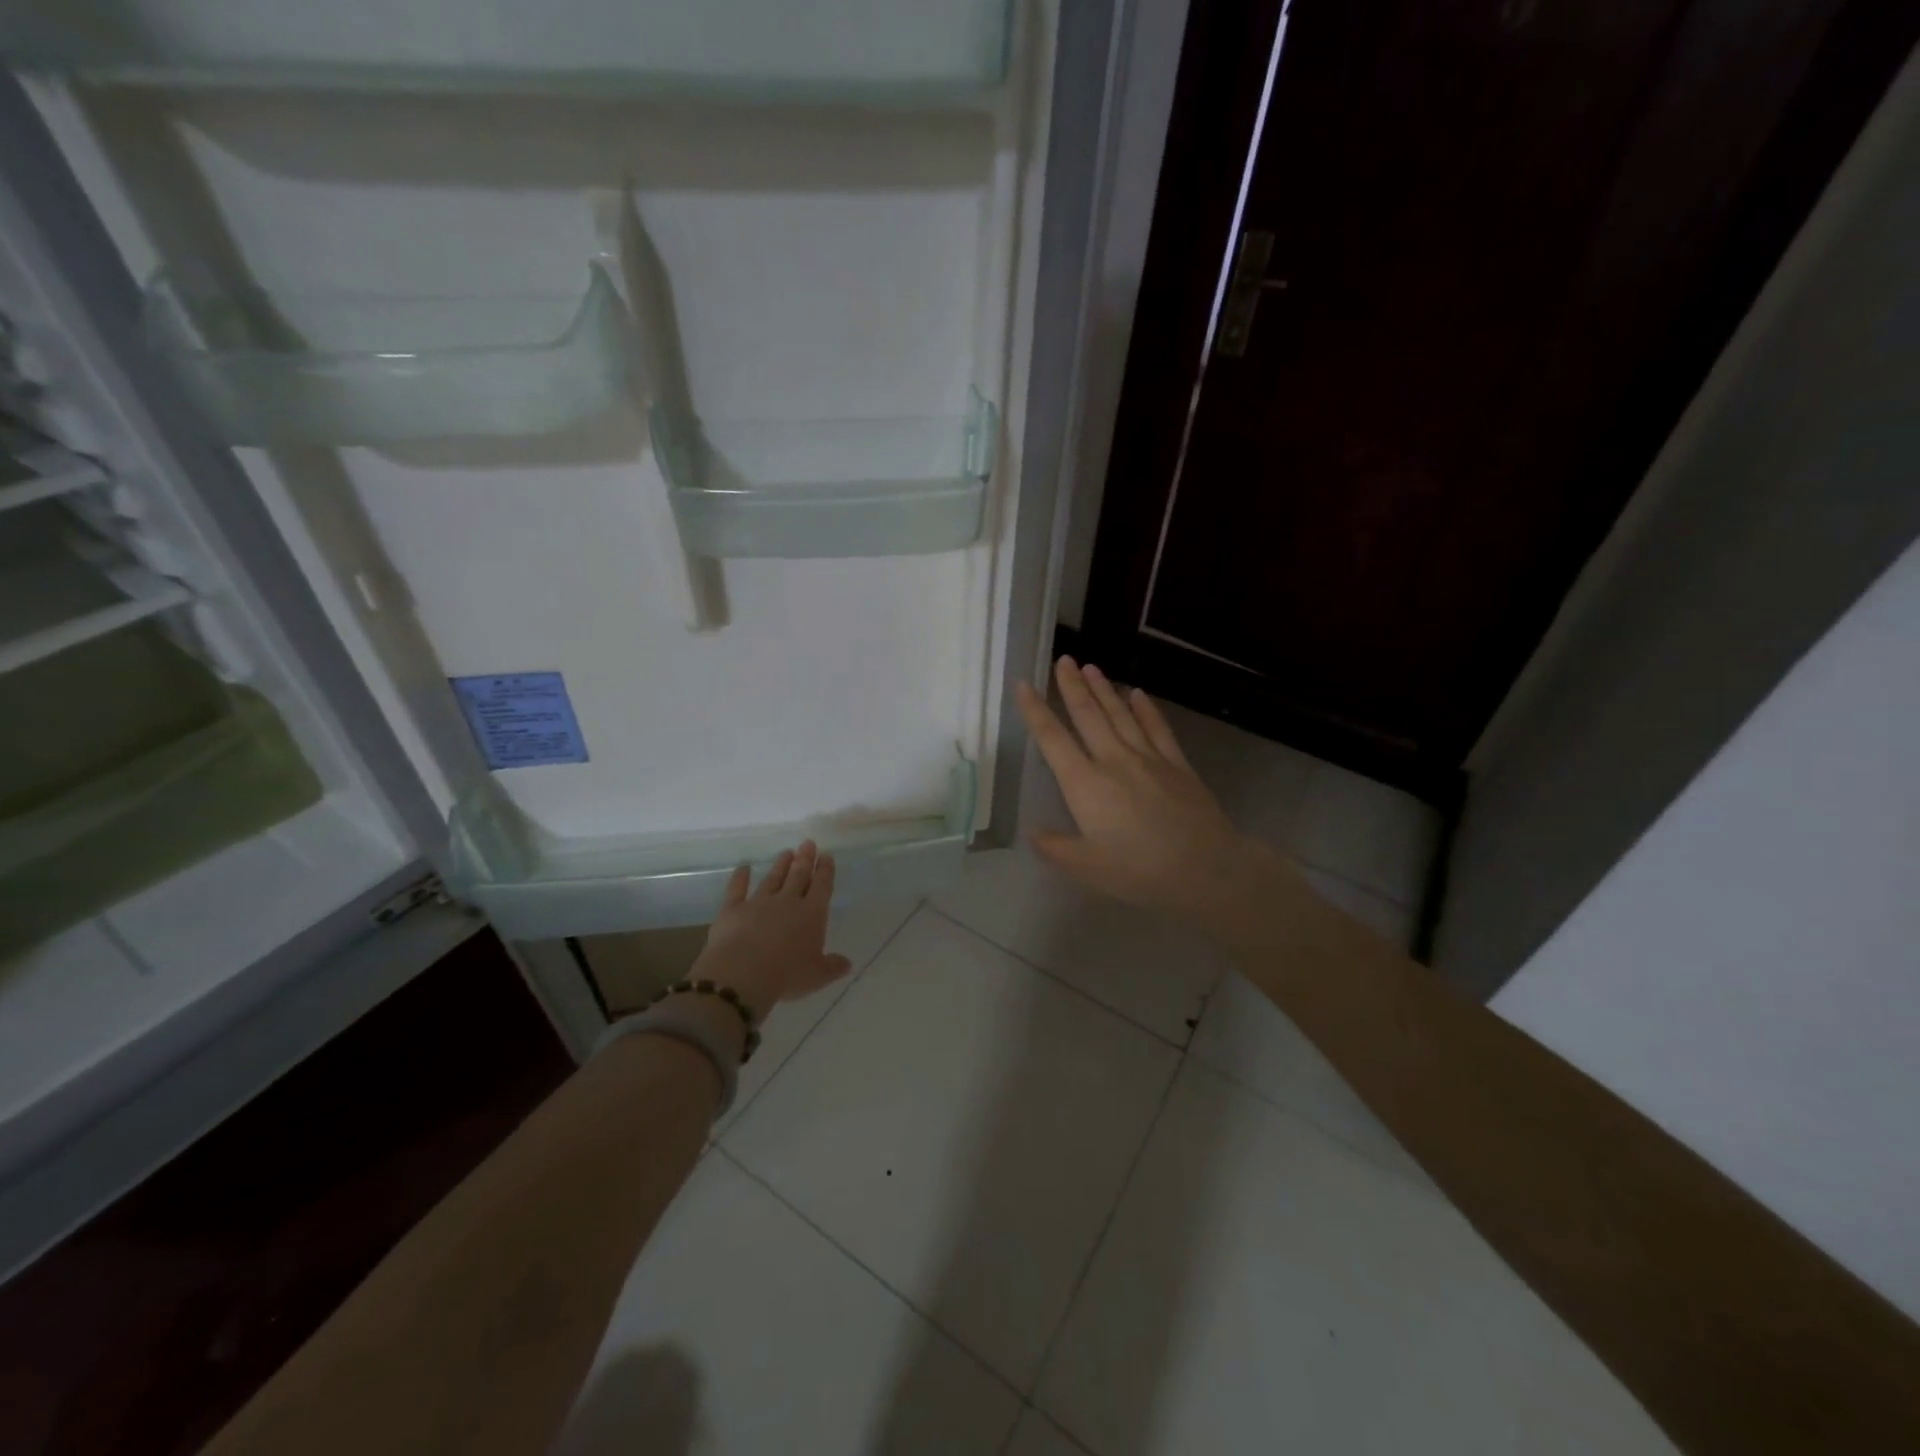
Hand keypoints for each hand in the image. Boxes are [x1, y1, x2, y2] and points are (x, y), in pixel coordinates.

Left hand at [691, 842, 852, 1020]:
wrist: (742, 973)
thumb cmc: (786, 975)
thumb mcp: (817, 976)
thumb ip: (833, 966)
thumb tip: (847, 963)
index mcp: (811, 914)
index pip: (822, 887)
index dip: (825, 871)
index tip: (826, 855)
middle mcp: (787, 902)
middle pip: (798, 876)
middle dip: (805, 859)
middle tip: (808, 843)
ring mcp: (759, 902)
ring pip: (772, 879)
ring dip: (780, 865)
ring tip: (786, 852)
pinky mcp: (733, 909)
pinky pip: (737, 889)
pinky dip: (740, 877)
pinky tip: (743, 867)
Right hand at [1015, 657, 1294, 925]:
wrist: (1206, 869)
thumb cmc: (1139, 871)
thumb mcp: (1087, 868)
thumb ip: (1056, 848)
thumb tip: (1033, 833)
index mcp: (1085, 784)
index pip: (1053, 739)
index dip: (1035, 710)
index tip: (1024, 684)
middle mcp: (1113, 760)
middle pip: (1088, 715)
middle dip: (1072, 686)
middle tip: (1063, 660)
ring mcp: (1148, 758)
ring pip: (1120, 714)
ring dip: (1104, 689)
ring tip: (1090, 667)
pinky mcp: (1177, 764)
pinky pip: (1157, 728)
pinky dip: (1146, 709)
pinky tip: (1138, 694)